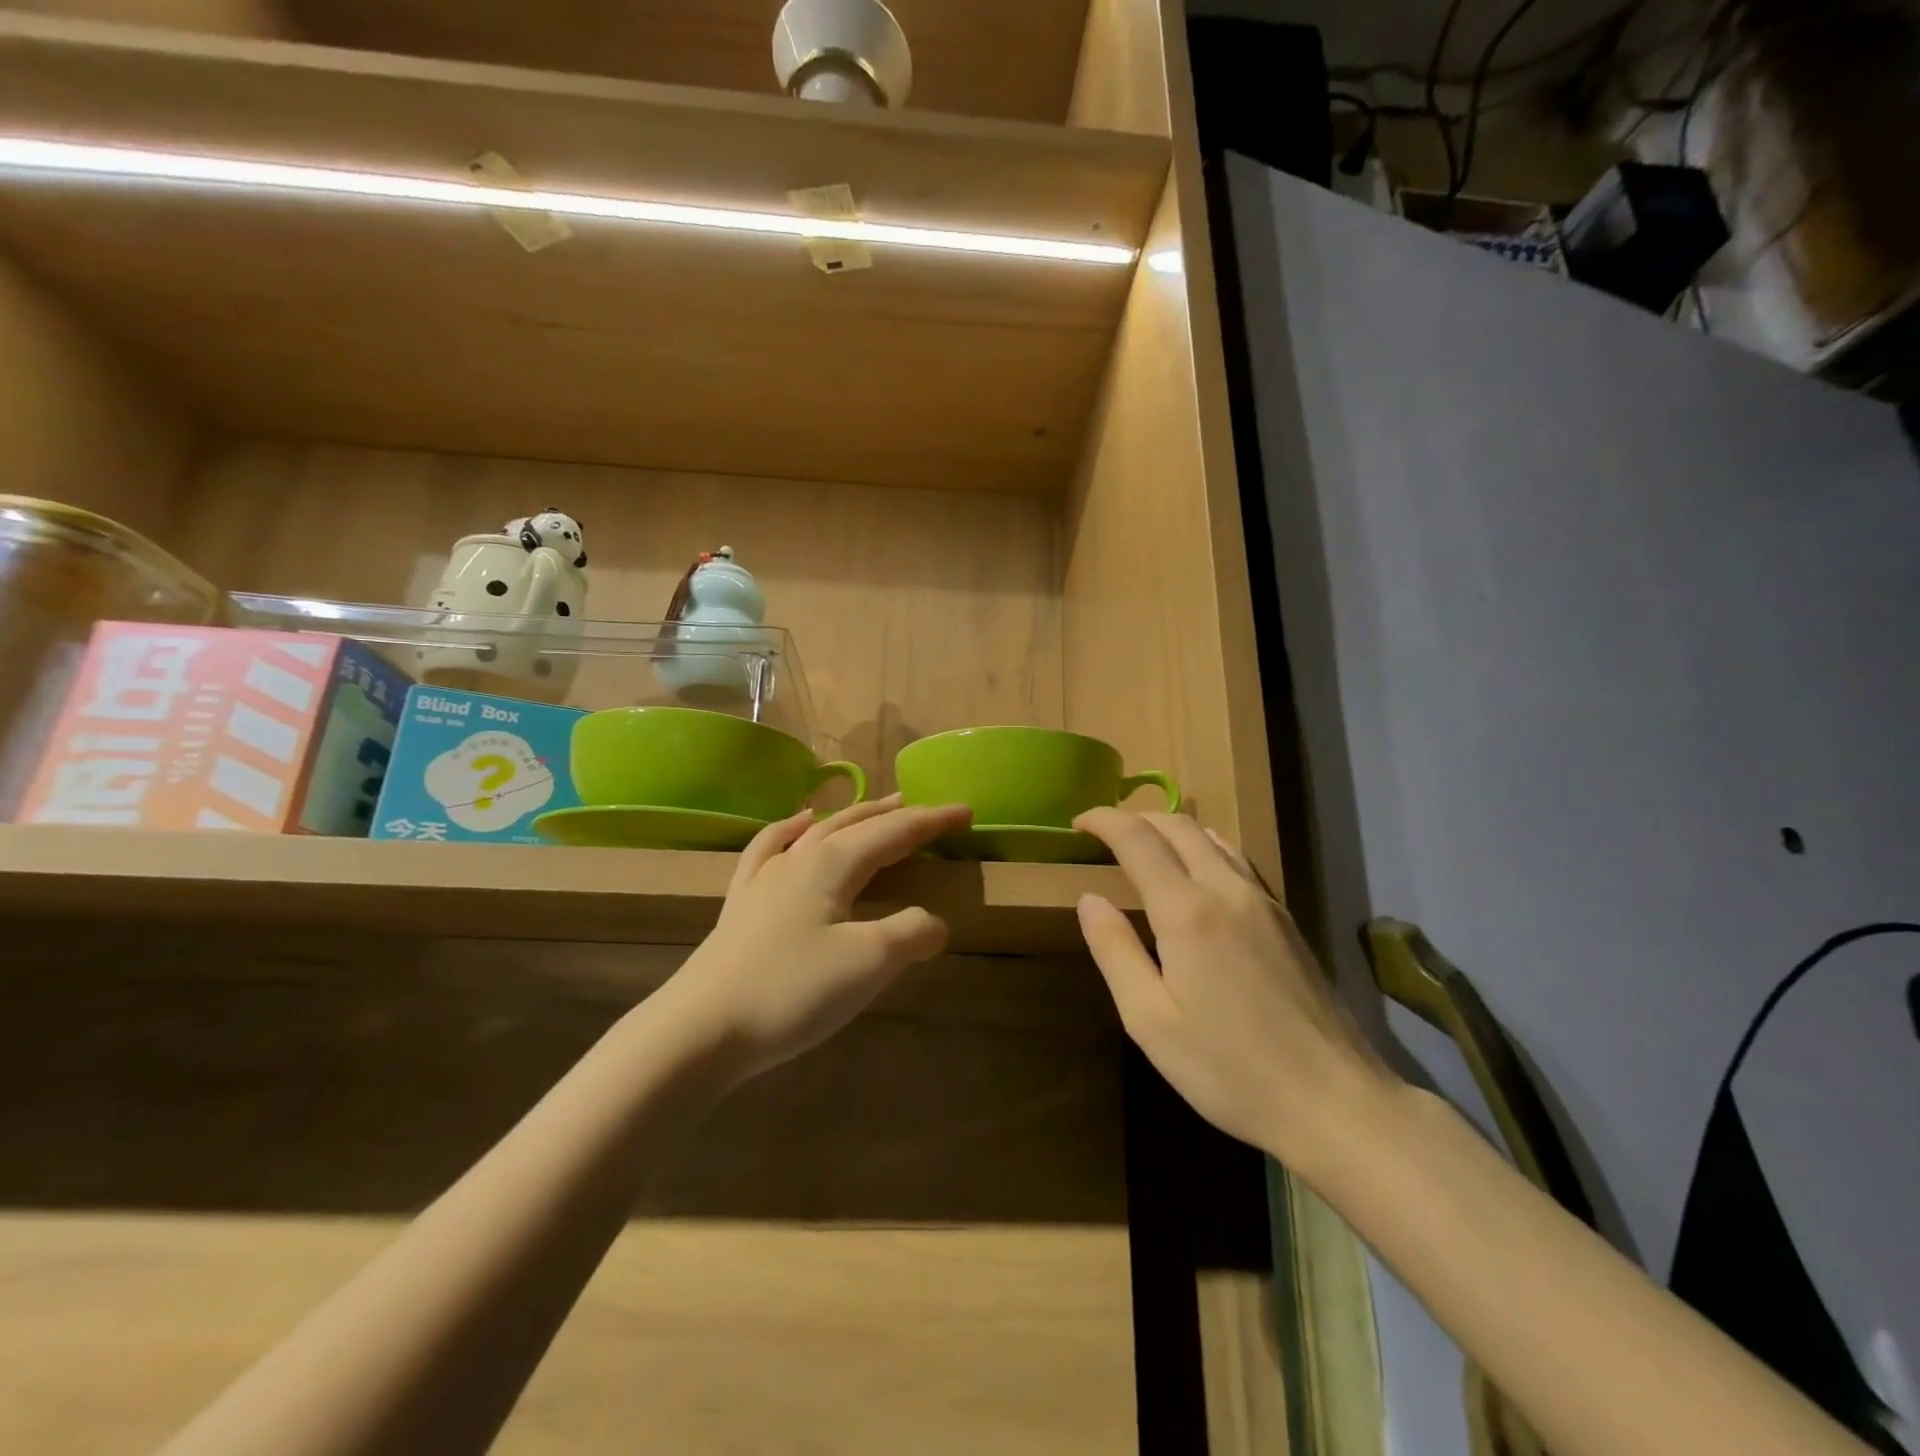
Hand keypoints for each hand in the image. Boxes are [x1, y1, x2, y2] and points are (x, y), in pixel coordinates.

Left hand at [660, 795, 972, 1084]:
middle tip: (927, 810)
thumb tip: (935, 922)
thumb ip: (911, 933)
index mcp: (834, 864)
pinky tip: (795, 827)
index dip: (933, 821)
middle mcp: (800, 858)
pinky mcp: (741, 903)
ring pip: (817, 831)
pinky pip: (770, 848)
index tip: (966, 811)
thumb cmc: (792, 991)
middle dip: (896, 814)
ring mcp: (765, 878)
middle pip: (857, 824)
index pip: (896, 832)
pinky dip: (789, 830)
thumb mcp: (869, 963)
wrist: (701, 1028)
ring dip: (852, 817)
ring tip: (874, 810)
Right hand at [1074, 809, 1393, 1168]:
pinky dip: (1204, 847)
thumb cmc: (1230, 1069)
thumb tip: (1089, 899)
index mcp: (1188, 911)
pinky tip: (1197, 873)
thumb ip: (1115, 952)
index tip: (1077, 823)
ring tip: (1144, 847)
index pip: (1138, 839)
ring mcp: (1264, 902)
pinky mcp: (1286, 919)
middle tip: (1104, 834)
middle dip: (1136, 818)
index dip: (1104, 820)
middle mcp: (1227, 890)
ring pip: (1212, 837)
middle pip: (1178, 826)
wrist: (1335, 1101)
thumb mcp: (1151, 1021)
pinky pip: (1237, 860)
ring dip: (1171, 829)